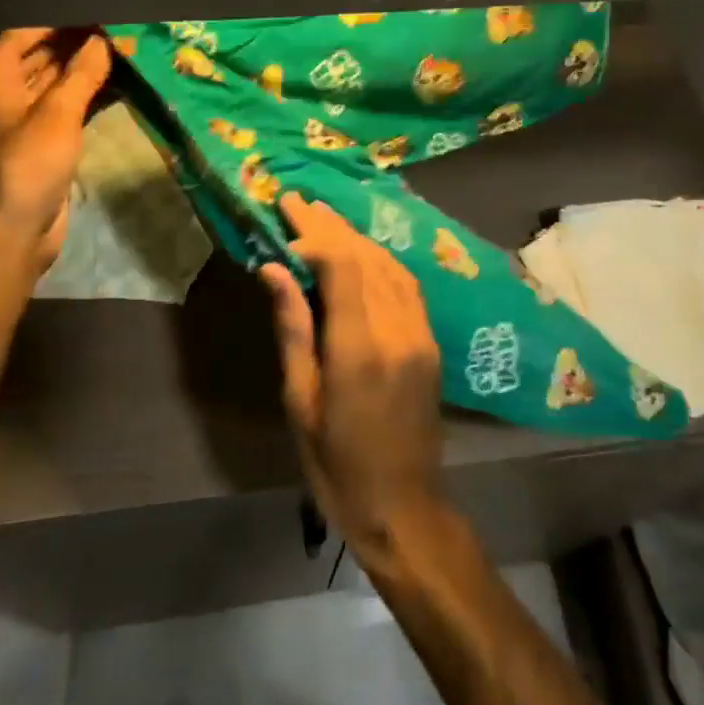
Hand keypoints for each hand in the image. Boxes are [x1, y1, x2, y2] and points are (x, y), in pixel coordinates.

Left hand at [0, 28, 110, 272]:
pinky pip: (66, 104)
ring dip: (87, 67)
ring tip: (128, 49)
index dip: (66, 18)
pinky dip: (88, 93)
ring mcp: (22, 113)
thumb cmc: (26, 163)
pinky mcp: (41, 137)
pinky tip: (120, 83)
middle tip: (123, 26)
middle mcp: (2, 86)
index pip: (30, 28)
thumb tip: (103, 40)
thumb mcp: (58, 113)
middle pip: (43, 51)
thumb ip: (82, 72)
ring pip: (57, 78)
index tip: (104, 7)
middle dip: (80, 41)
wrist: (11, 228)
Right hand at [260, 194, 445, 554]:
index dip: (314, 233)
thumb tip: (274, 269)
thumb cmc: (335, 463)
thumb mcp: (300, 399)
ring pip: (390, 265)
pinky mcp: (430, 342)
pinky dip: (379, 260)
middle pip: (366, 258)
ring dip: (355, 237)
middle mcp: (397, 330)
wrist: (404, 505)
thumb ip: (293, 327)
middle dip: (330, 225)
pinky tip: (359, 251)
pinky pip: (405, 285)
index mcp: (359, 348)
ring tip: (322, 216)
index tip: (285, 212)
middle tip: (298, 199)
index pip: (342, 265)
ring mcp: (420, 334)